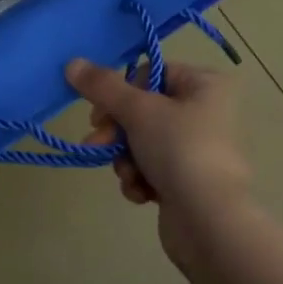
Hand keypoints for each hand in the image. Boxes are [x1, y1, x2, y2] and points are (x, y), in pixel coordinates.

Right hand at [67, 57, 252, 273]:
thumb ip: (102, 86)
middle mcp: (206, 112)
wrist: (210, 221)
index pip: (151, 73)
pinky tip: (142, 193)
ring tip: (128, 175)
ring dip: (126, 159)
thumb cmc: (179, 150)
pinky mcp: (189, 181)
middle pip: (143, 110)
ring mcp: (198, 150)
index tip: (100, 112)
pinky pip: (152, 169)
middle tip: (97, 144)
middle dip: (117, 132)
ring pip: (142, 142)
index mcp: (205, 85)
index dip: (122, 91)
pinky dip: (140, 179)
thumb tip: (72, 62)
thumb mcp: (137, 110)